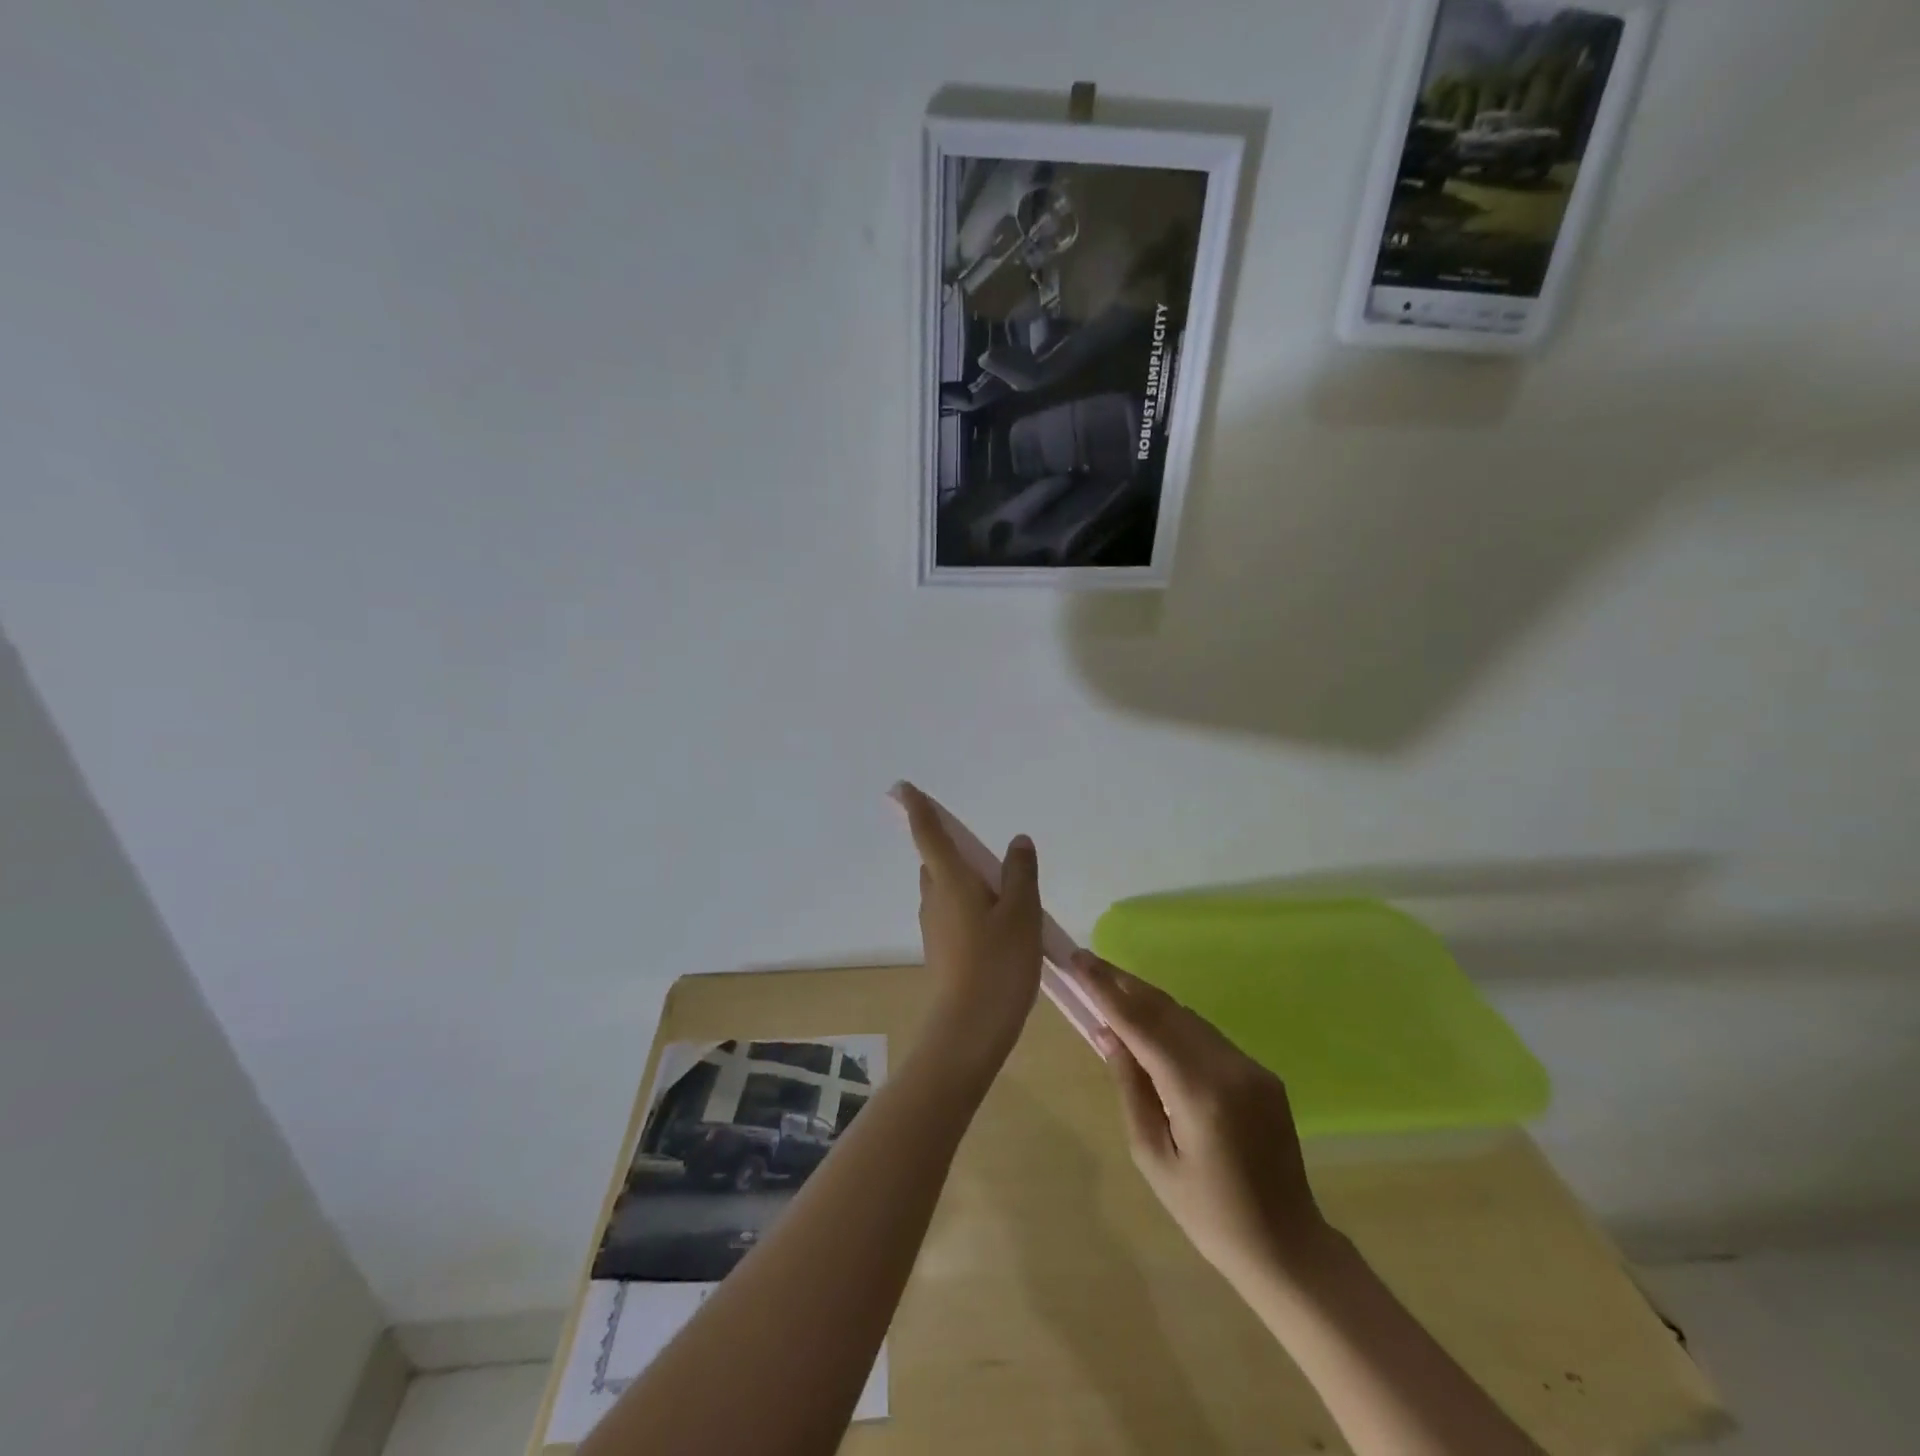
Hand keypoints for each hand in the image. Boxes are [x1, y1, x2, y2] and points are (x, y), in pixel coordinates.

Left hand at [896, 784, 1041, 1066]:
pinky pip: (953, 913)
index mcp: (950, 881)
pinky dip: (971, 907)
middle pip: (938, 862)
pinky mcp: (940, 949)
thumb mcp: (1022, 914)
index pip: (928, 835)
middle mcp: (934, 898)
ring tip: (1008, 896)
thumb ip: (1020, 874)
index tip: (904, 788)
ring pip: (946, 889)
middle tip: (992, 859)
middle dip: (955, 851)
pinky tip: (999, 927)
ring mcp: (934, 926)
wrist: (969, 1030)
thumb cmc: (998, 964)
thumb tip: (1017, 841)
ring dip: (967, 882)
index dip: (917, 809)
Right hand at [1065, 951, 1328, 1283]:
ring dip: (1148, 1000)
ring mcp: (1250, 1067)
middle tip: (1088, 962)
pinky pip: (1207, 1036)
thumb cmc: (1207, 1214)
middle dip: (1124, 983)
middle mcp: (1228, 1067)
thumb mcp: (1153, 1157)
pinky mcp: (1261, 1073)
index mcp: (1198, 1092)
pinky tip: (1152, 1024)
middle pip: (1166, 1009)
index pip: (1142, 1025)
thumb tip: (1108, 1034)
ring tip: (1111, 987)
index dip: (1106, 990)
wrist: (1287, 1246)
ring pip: (1188, 1018)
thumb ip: (1130, 1087)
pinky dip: (1174, 1023)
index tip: (1079, 961)